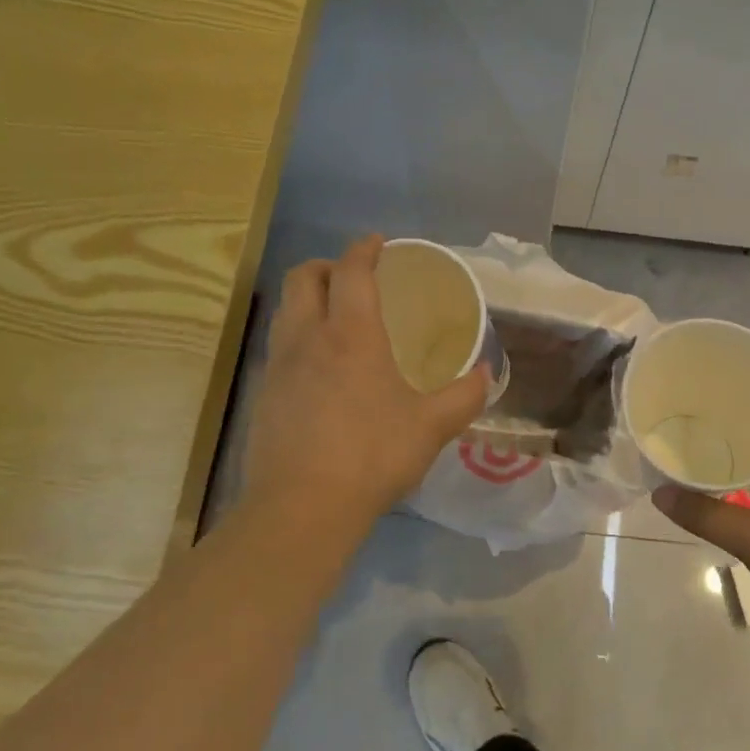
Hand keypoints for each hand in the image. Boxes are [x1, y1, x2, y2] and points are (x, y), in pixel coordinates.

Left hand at [240, 235, 489, 536]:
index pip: (352, 271)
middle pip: (303, 277)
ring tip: (334, 316)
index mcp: (351, 334)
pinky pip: (279, 347)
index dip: (364, 249)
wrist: (301, 508)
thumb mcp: (432, 426)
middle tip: (351, 277)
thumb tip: (486, 374)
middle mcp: (308, 338)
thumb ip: (464, 396)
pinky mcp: (263, 396)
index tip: (378, 242)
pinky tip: (319, 369)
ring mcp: (279, 366)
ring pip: (285, 310)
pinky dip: (298, 337)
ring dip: (307, 299)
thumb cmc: (372, 455)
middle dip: (326, 265)